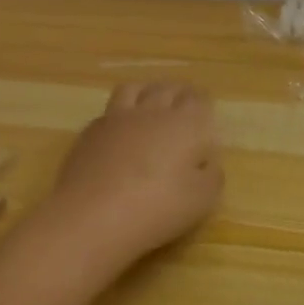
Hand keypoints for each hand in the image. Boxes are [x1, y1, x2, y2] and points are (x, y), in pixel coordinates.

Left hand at [33, 82, 222, 276]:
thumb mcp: (201, 200)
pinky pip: (110, 110)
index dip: (202, 103)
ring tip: (150, 104)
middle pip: (168, 89)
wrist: (93, 215)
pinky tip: (119, 130)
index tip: (205, 111)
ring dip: (147, 92)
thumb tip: (206, 162)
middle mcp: (152, 111)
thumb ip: (212, 175)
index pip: (198, 99)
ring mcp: (118, 117)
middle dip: (178, 93)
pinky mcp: (91, 131)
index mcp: (185, 123)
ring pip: (135, 89)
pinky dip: (120, 113)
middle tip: (182, 105)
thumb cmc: (157, 208)